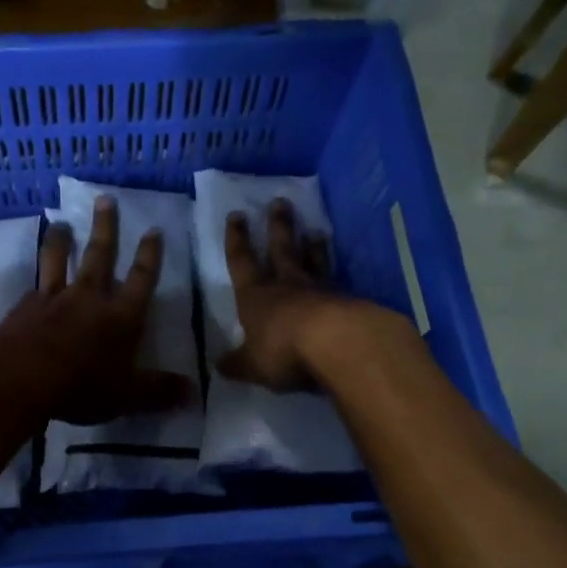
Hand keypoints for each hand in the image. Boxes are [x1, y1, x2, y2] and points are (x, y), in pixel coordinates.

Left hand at [0, 196, 193, 424]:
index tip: (153, 230)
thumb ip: (160, 392)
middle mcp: (89, 298)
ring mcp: (53, 298)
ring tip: (61, 223)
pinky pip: (34, 285)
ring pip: (59, 260)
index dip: (150, 255)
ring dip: (61, 240)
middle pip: (100, 255)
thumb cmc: (81, 386)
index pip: (141, 279)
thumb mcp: (128, 396)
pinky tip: (33, 278)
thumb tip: (194, 392)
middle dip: (106, 227)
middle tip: (105, 200)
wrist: (21, 378)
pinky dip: (36, 278)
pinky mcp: (25, 307)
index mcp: (121, 316)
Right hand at [216, 199, 353, 392]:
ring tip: (316, 231)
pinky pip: (338, 283)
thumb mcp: (252, 365)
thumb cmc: (284, 351)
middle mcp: (287, 286)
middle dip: (278, 226)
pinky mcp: (348, 301)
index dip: (237, 240)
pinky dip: (337, 275)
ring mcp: (320, 291)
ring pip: (313, 261)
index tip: (237, 215)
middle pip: (281, 249)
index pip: (242, 262)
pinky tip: (342, 276)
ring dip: (313, 246)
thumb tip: (218, 365)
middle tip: (281, 202)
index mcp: (256, 297)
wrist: (339, 344)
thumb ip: (237, 364)